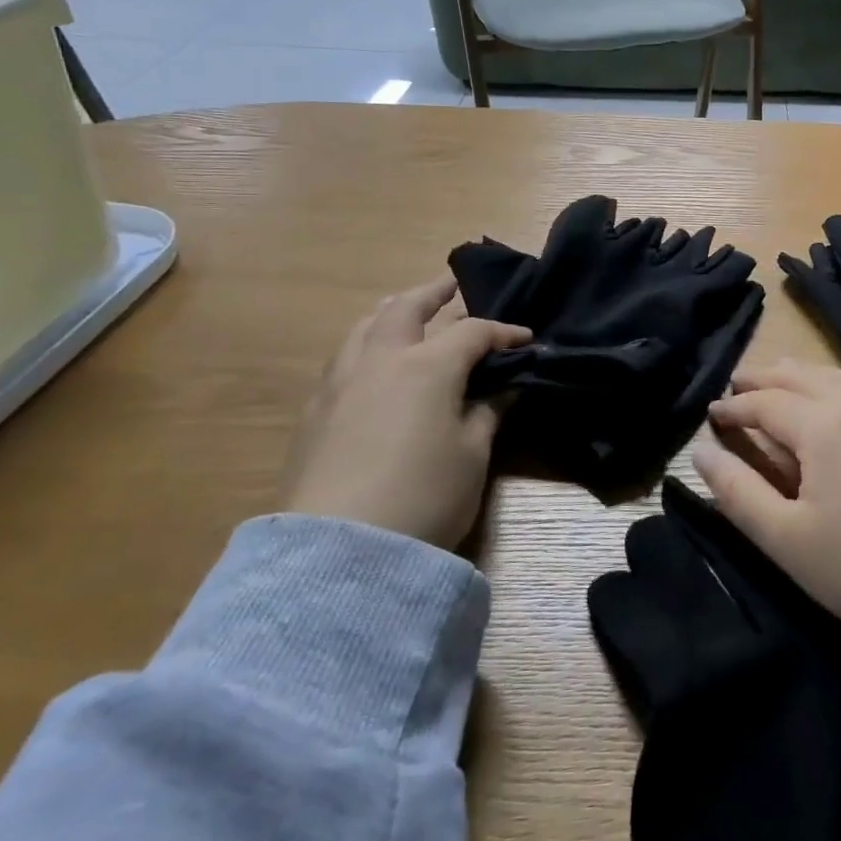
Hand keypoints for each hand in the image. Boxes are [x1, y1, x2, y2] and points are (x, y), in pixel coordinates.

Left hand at [281, 274, 530, 547]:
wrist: (338, 555)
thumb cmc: (424, 498)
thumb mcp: (472, 455)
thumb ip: (489, 411)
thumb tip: (505, 386)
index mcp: (426, 366)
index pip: (473, 332)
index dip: (505, 332)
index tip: (528, 340)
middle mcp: (379, 361)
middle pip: (407, 307)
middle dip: (435, 292)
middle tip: (455, 285)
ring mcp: (339, 384)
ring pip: (365, 327)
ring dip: (393, 312)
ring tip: (408, 314)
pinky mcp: (313, 413)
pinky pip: (344, 358)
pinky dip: (367, 345)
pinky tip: (375, 366)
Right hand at [695, 362, 840, 649]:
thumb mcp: (785, 539)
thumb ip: (736, 491)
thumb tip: (701, 451)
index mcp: (823, 425)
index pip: (765, 402)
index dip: (734, 407)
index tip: (711, 414)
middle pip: (801, 376)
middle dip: (764, 377)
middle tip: (737, 382)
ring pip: (836, 377)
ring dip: (801, 375)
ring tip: (778, 380)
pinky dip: (835, 385)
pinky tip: (833, 400)